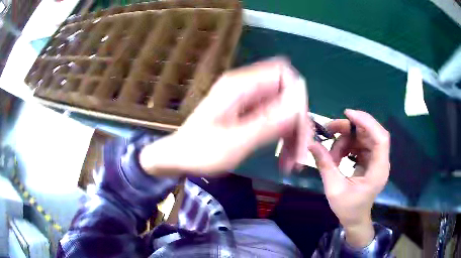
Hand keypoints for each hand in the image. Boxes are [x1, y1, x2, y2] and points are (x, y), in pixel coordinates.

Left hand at [140, 58, 313, 175]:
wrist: (177, 158)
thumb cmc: (199, 151)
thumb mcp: (234, 141)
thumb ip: (268, 122)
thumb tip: (299, 104)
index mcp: (239, 85)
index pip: (283, 73)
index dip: (298, 96)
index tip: (301, 125)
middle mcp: (246, 88)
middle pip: (287, 94)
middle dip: (297, 123)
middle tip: (300, 154)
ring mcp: (248, 101)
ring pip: (284, 110)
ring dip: (292, 134)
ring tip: (291, 163)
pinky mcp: (248, 114)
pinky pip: (274, 120)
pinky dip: (282, 137)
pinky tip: (283, 158)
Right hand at [308, 109, 389, 247]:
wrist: (355, 219)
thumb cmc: (348, 208)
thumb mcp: (334, 189)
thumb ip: (325, 165)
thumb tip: (311, 143)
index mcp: (378, 170)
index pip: (380, 138)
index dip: (366, 122)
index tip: (347, 114)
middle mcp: (380, 161)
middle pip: (369, 133)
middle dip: (349, 128)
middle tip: (328, 129)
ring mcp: (375, 159)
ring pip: (362, 137)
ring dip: (345, 140)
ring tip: (330, 154)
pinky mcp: (369, 160)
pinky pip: (358, 144)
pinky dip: (346, 146)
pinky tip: (336, 156)